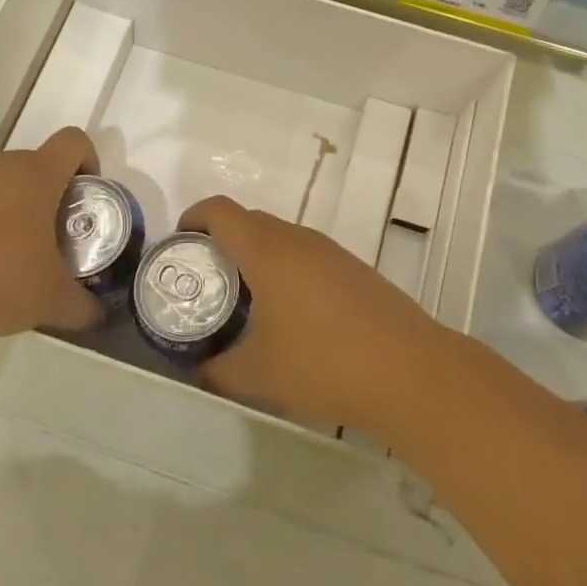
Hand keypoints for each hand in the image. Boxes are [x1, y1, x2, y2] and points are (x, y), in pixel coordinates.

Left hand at [0, 127, 104, 344]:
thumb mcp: (49, 301)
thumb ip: (81, 307)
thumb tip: (98, 316)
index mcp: (37, 175)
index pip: (74, 142)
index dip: (88, 161)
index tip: (85, 197)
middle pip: (34, 166)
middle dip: (47, 199)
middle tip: (49, 243)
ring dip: (6, 212)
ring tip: (2, 262)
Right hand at [179, 196, 450, 437]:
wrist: (408, 371)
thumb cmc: (323, 363)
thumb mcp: (258, 375)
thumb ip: (218, 371)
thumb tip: (199, 372)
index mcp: (267, 250)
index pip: (220, 210)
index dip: (193, 217)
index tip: (179, 244)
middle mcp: (298, 239)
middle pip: (249, 221)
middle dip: (221, 241)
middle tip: (206, 282)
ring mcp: (330, 251)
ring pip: (280, 238)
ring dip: (256, 257)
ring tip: (244, 301)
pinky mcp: (353, 269)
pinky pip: (306, 256)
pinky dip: (286, 270)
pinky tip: (290, 315)